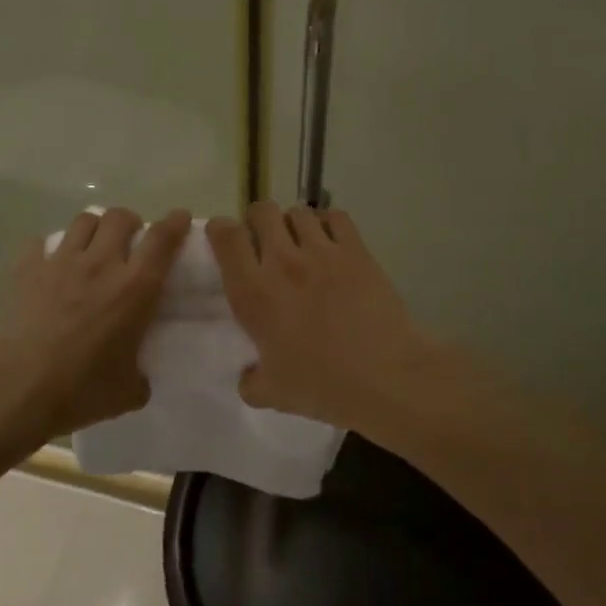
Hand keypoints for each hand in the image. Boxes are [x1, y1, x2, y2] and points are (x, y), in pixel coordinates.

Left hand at [0, 207, 190, 443]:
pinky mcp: (26, 270)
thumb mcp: (127, 392)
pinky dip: (48, 248)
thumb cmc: (79, 391)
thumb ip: (140, 376)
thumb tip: (138, 377)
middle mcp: (101, 264)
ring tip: (93, 246)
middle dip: (130, 221)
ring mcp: (60, 263)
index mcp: (135, 289)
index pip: (162, 240)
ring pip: (83, 221)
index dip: (175, 223)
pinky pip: (39, 242)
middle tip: (130, 240)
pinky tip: (48, 265)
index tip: (180, 217)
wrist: (15, 389)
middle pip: (120, 217)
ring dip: (94, 228)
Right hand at [206, 202, 439, 431]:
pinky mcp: (356, 250)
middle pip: (262, 211)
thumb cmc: (323, 386)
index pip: (226, 236)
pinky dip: (328, 223)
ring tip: (301, 243)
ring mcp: (322, 251)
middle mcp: (282, 262)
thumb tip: (248, 375)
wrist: (385, 377)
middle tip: (265, 242)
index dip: (220, 230)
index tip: (225, 240)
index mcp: (253, 293)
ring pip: (298, 212)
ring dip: (293, 224)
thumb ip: (250, 381)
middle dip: (258, 221)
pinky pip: (335, 216)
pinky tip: (332, 242)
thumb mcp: (272, 394)